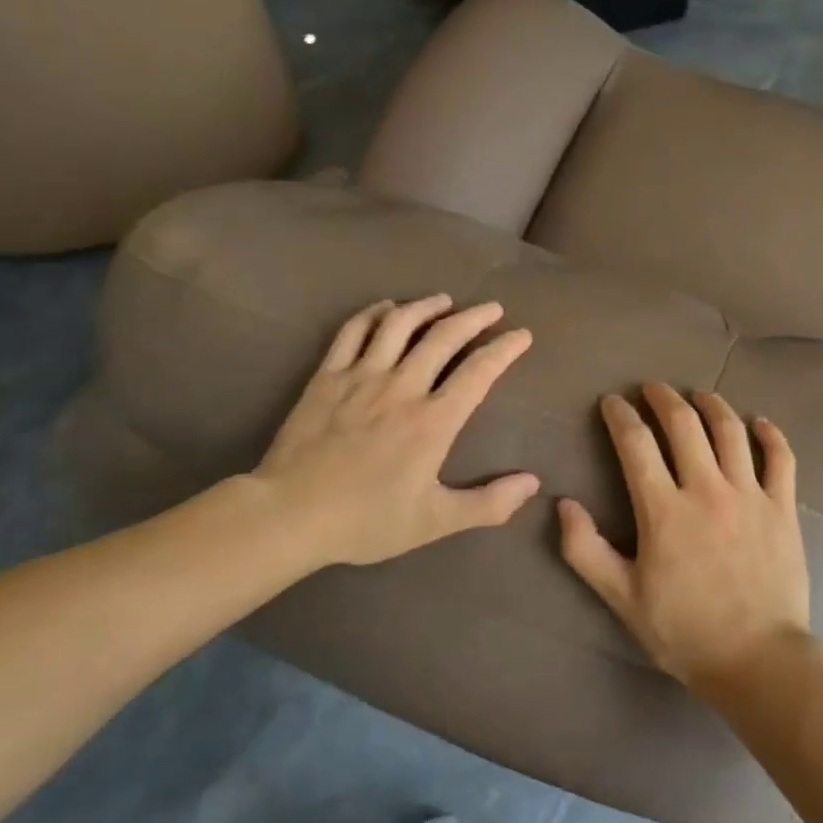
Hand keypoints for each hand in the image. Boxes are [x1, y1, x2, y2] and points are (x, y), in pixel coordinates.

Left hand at [249, 295, 538, 568]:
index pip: (479, 372)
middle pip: (444, 337)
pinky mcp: (327, 377)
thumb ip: (488, 504)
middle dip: (474, 318)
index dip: (505, 349)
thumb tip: (532, 483)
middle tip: (493, 308)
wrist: (290, 515)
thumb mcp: (435, 522)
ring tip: (444, 300)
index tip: (522, 335)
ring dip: (427, 307)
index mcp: (433, 421)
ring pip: (399, 325)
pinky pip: (353, 332)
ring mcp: (361, 377)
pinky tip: (386, 308)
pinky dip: (374, 313)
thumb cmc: (366, 520)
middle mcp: (402, 387)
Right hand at [558, 382, 811, 691]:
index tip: (612, 402)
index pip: (636, 444)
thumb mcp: (621, 597)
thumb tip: (562, 504)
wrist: (757, 659)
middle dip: (662, 398)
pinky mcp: (783, 507)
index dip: (620, 416)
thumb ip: (585, 550)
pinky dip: (770, 434)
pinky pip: (781, 458)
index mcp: (664, 510)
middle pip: (684, 424)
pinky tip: (758, 422)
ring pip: (730, 430)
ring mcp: (750, 495)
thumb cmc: (684, 630)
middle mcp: (707, 489)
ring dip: (711, 404)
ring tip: (698, 395)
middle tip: (651, 388)